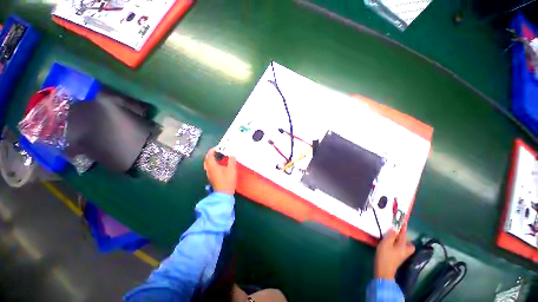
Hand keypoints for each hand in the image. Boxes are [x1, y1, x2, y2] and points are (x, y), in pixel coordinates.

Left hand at [203, 148, 237, 194]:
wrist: (223, 193)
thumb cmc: (227, 181)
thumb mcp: (231, 170)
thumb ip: (231, 161)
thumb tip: (232, 155)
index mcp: (213, 166)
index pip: (209, 156)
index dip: (212, 150)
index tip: (217, 148)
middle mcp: (209, 169)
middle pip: (207, 159)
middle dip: (211, 154)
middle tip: (217, 151)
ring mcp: (209, 174)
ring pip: (208, 164)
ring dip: (212, 159)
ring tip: (219, 157)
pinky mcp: (211, 177)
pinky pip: (210, 168)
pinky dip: (213, 164)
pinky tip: (219, 165)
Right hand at [374, 226, 414, 279]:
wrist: (383, 270)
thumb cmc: (385, 255)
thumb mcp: (386, 243)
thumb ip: (390, 235)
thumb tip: (394, 228)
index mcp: (403, 246)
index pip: (404, 235)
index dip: (403, 228)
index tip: (403, 221)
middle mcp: (405, 250)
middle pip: (408, 243)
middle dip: (404, 238)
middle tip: (397, 233)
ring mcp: (401, 255)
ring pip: (404, 246)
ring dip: (400, 241)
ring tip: (392, 237)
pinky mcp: (397, 258)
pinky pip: (399, 248)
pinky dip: (396, 244)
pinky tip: (389, 244)